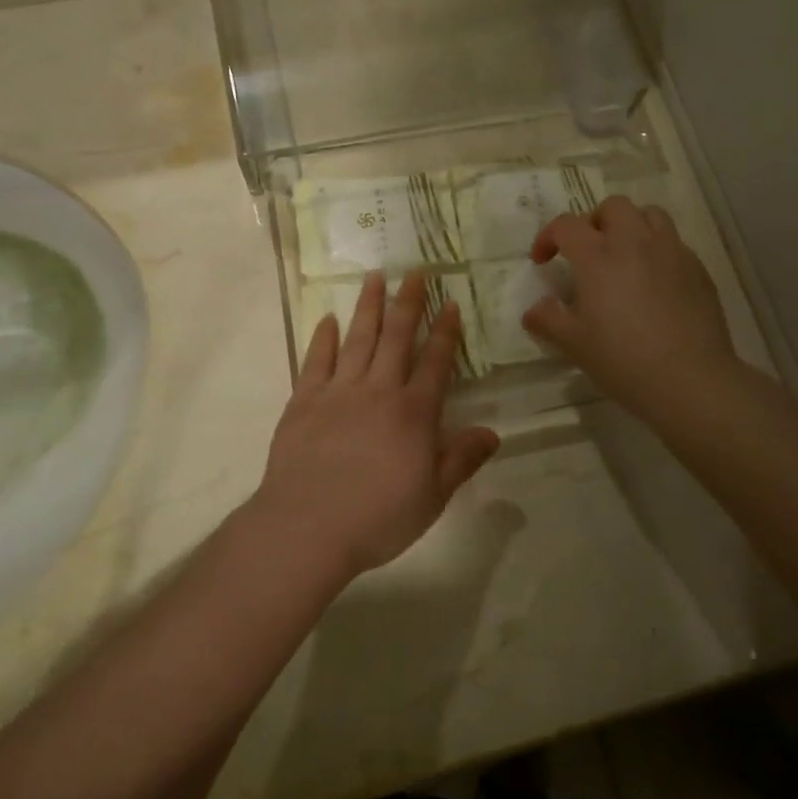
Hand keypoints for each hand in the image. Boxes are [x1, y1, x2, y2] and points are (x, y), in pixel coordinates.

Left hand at [252, 272, 498, 580]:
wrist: (307, 526)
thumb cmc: (377, 517)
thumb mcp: (432, 497)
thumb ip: (461, 459)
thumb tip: (493, 432)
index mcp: (413, 413)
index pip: (435, 363)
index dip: (445, 332)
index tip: (450, 303)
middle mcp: (378, 391)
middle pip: (397, 338)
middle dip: (409, 302)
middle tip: (415, 271)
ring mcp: (338, 392)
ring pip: (358, 339)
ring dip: (368, 306)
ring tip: (374, 276)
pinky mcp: (305, 401)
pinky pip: (317, 361)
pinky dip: (324, 338)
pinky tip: (328, 320)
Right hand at [523, 198, 738, 425]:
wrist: (690, 381)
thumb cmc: (623, 360)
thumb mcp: (574, 345)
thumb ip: (548, 320)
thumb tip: (533, 310)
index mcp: (598, 257)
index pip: (566, 225)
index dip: (548, 237)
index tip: (542, 262)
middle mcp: (635, 243)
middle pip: (613, 207)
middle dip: (594, 222)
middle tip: (587, 252)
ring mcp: (671, 252)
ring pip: (650, 215)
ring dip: (630, 227)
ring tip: (624, 256)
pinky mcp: (698, 269)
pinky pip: (674, 243)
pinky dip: (657, 251)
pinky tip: (654, 282)